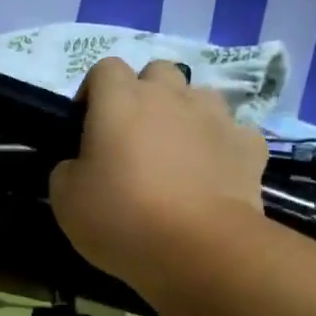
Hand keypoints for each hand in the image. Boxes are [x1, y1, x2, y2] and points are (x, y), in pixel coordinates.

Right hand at [50, 58, 267, 291]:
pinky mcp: (249, 146)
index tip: (87, 124)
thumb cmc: (121, 216)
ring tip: (177, 153)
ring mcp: (216, 117)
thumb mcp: (66, 199)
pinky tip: (213, 174)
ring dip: (185, 115)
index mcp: (120, 100)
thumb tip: (81, 165)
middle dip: (145, 94)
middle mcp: (170, 96)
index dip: (94, 91)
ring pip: (199, 97)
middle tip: (134, 135)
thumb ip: (68, 169)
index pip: (105, 68)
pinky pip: (233, 133)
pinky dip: (221, 147)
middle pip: (157, 72)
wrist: (199, 247)